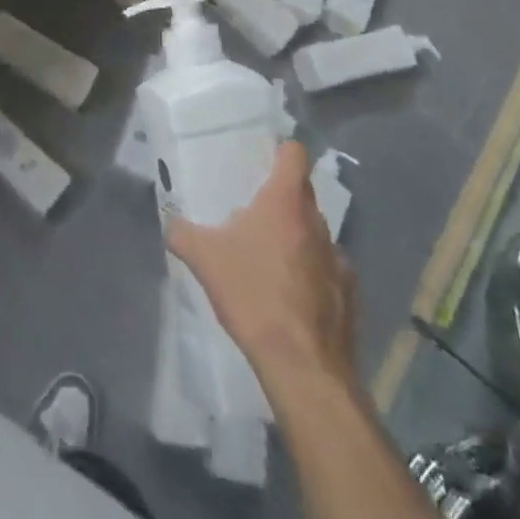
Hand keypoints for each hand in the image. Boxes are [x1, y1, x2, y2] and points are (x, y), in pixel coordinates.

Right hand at [166, 141, 357, 388]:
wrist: (304, 367)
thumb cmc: (253, 295)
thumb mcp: (204, 259)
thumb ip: (182, 233)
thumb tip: (170, 221)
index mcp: (285, 201)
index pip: (294, 154)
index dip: (281, 152)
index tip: (263, 160)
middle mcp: (317, 221)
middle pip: (303, 193)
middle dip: (281, 199)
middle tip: (253, 213)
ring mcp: (339, 258)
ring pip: (315, 233)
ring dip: (296, 238)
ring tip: (271, 259)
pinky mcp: (349, 294)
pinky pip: (328, 270)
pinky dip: (312, 275)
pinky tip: (292, 298)